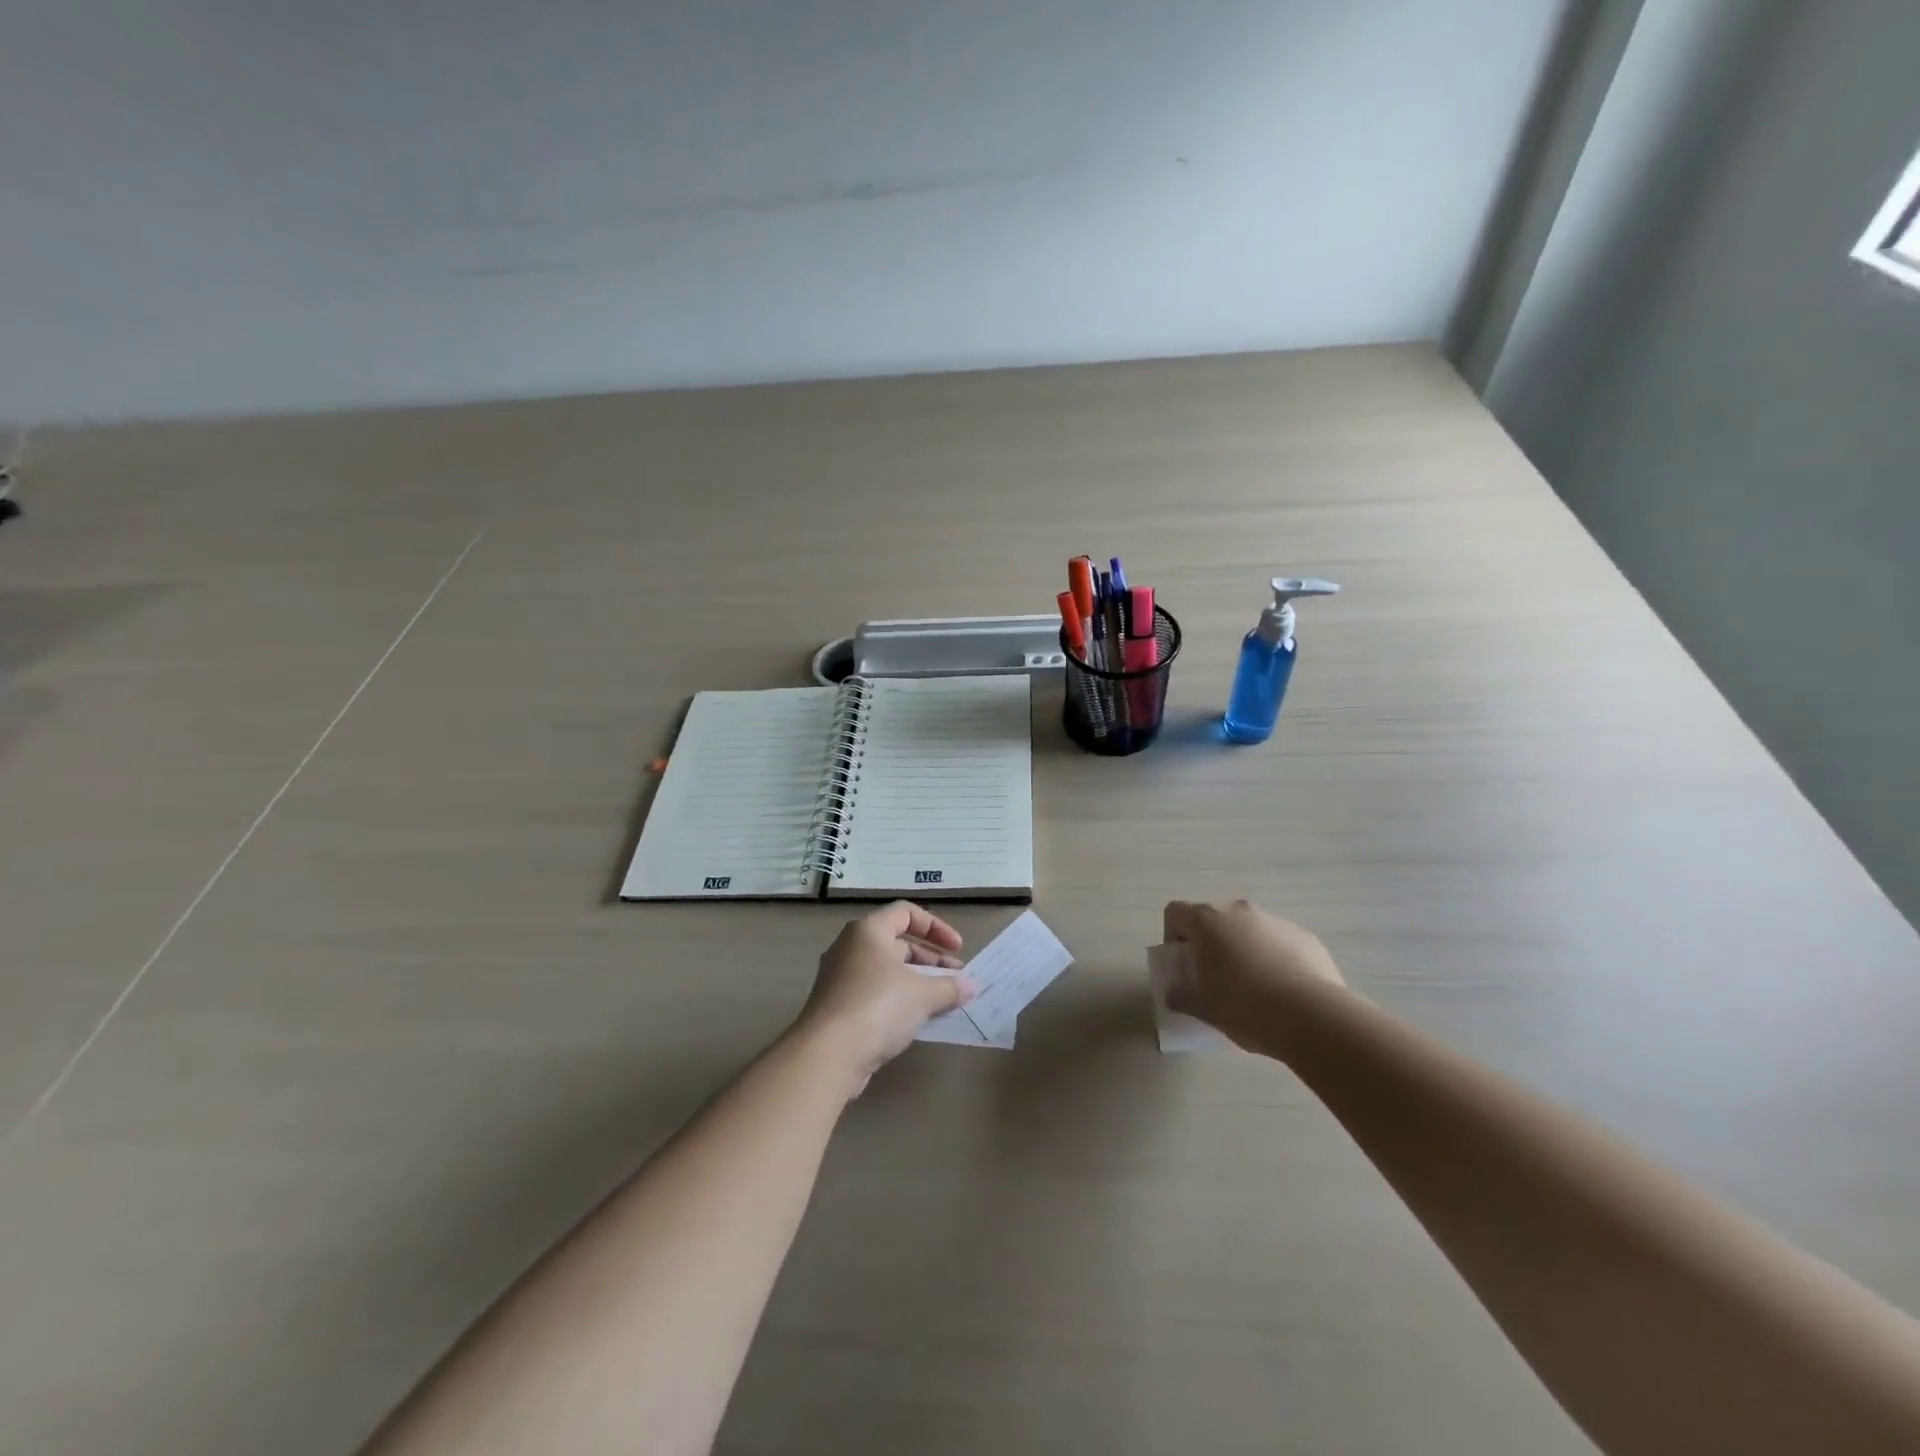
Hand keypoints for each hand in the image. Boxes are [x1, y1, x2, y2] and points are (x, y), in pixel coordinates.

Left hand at [793, 902, 975, 1094]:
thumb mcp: (923, 995)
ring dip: (917, 981)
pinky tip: (918, 1019)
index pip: (906, 913)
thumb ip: (949, 987)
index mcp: (868, 931)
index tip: (958, 949)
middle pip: (897, 943)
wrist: (827, 1054)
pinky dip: (899, 999)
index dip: (936, 927)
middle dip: (931, 959)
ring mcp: (841, 977)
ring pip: (887, 970)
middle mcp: (851, 947)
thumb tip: (969, 986)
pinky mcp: (838, 1006)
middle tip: (956, 978)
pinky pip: (875, 993)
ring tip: (943, 1000)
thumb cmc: (878, 1007)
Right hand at [1162, 899, 1345, 1051]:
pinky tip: (1283, 991)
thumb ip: (1182, 996)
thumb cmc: (1246, 1008)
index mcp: (1208, 922)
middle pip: (1214, 919)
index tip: (1182, 964)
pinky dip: (1273, 958)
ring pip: (1248, 929)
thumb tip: (1174, 994)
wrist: (1314, 1017)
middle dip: (1210, 943)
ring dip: (1243, 949)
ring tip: (1253, 988)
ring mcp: (1275, 921)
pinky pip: (1278, 942)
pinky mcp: (1305, 937)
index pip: (1175, 912)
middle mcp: (1240, 911)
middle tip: (1215, 977)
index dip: (1172, 935)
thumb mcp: (1204, 1009)